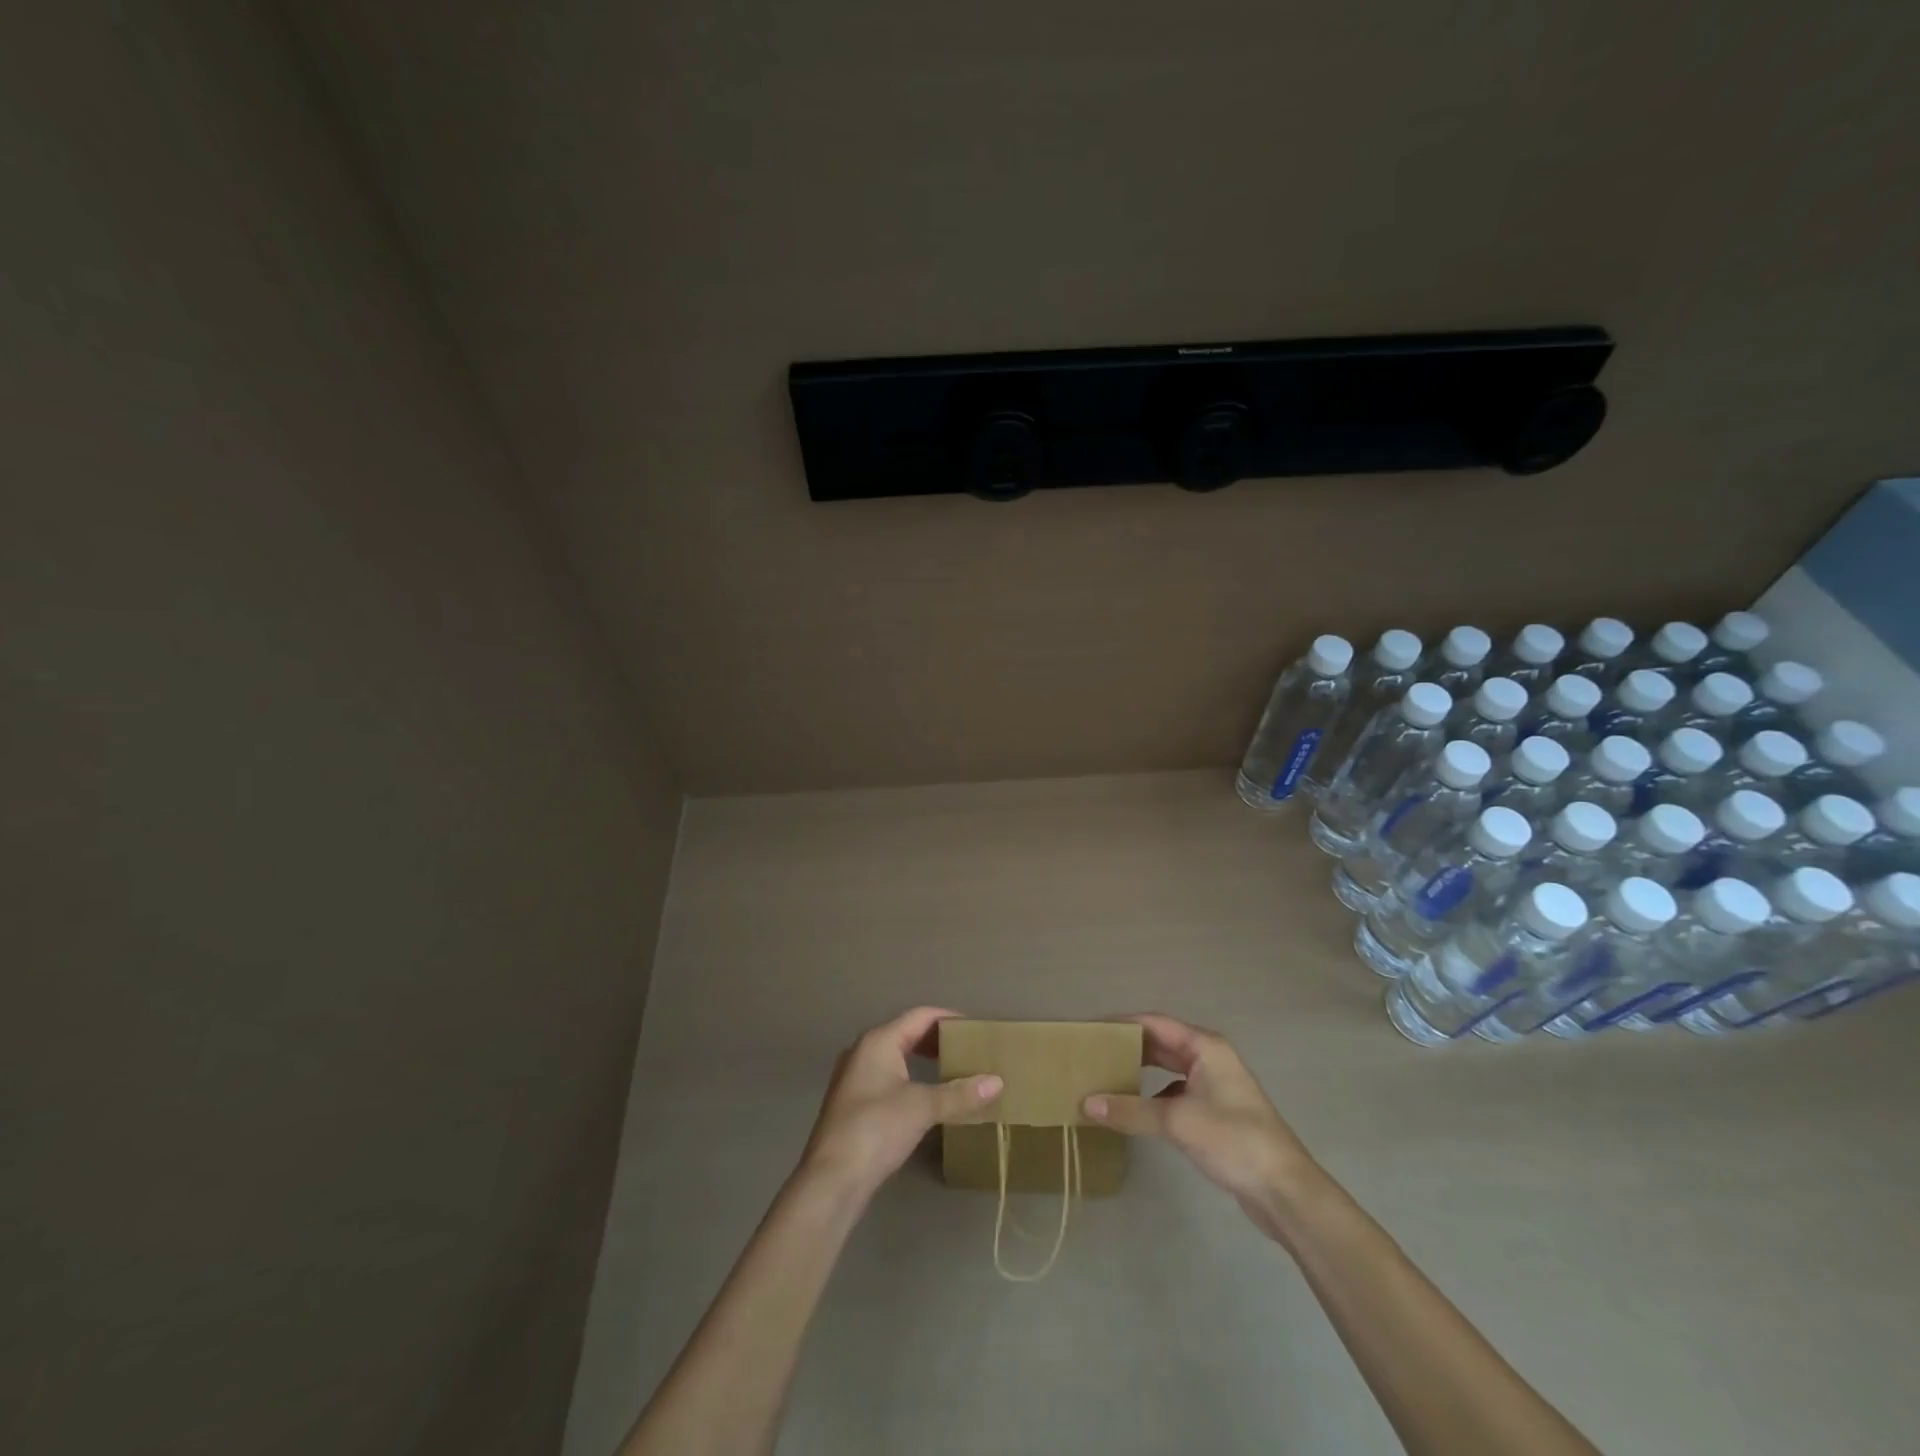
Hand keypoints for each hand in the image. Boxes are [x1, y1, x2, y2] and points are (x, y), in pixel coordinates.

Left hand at [798, 1007, 1002, 1203]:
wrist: (831, 1179)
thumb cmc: (876, 1129)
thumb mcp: (922, 1107)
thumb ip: (959, 1093)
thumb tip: (997, 1082)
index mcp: (879, 1040)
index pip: (921, 1016)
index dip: (950, 1019)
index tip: (977, 1029)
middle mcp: (864, 1051)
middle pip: (908, 1033)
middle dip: (939, 1040)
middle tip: (970, 1051)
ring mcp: (855, 1077)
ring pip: (897, 1057)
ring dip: (925, 1061)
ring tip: (954, 1072)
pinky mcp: (853, 1103)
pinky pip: (889, 1077)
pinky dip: (912, 1078)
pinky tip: (927, 1097)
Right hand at [1084, 1013, 1321, 1237]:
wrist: (1285, 1191)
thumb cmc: (1235, 1141)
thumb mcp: (1178, 1122)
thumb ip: (1131, 1110)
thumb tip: (1086, 1104)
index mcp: (1204, 1046)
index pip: (1153, 1023)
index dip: (1121, 1023)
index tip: (1089, 1029)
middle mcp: (1209, 1058)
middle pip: (1160, 1043)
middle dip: (1127, 1046)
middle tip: (1091, 1052)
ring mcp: (1213, 1085)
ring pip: (1167, 1068)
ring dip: (1138, 1070)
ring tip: (1104, 1075)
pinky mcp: (1214, 1111)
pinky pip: (1173, 1091)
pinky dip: (1151, 1095)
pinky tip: (1132, 1108)